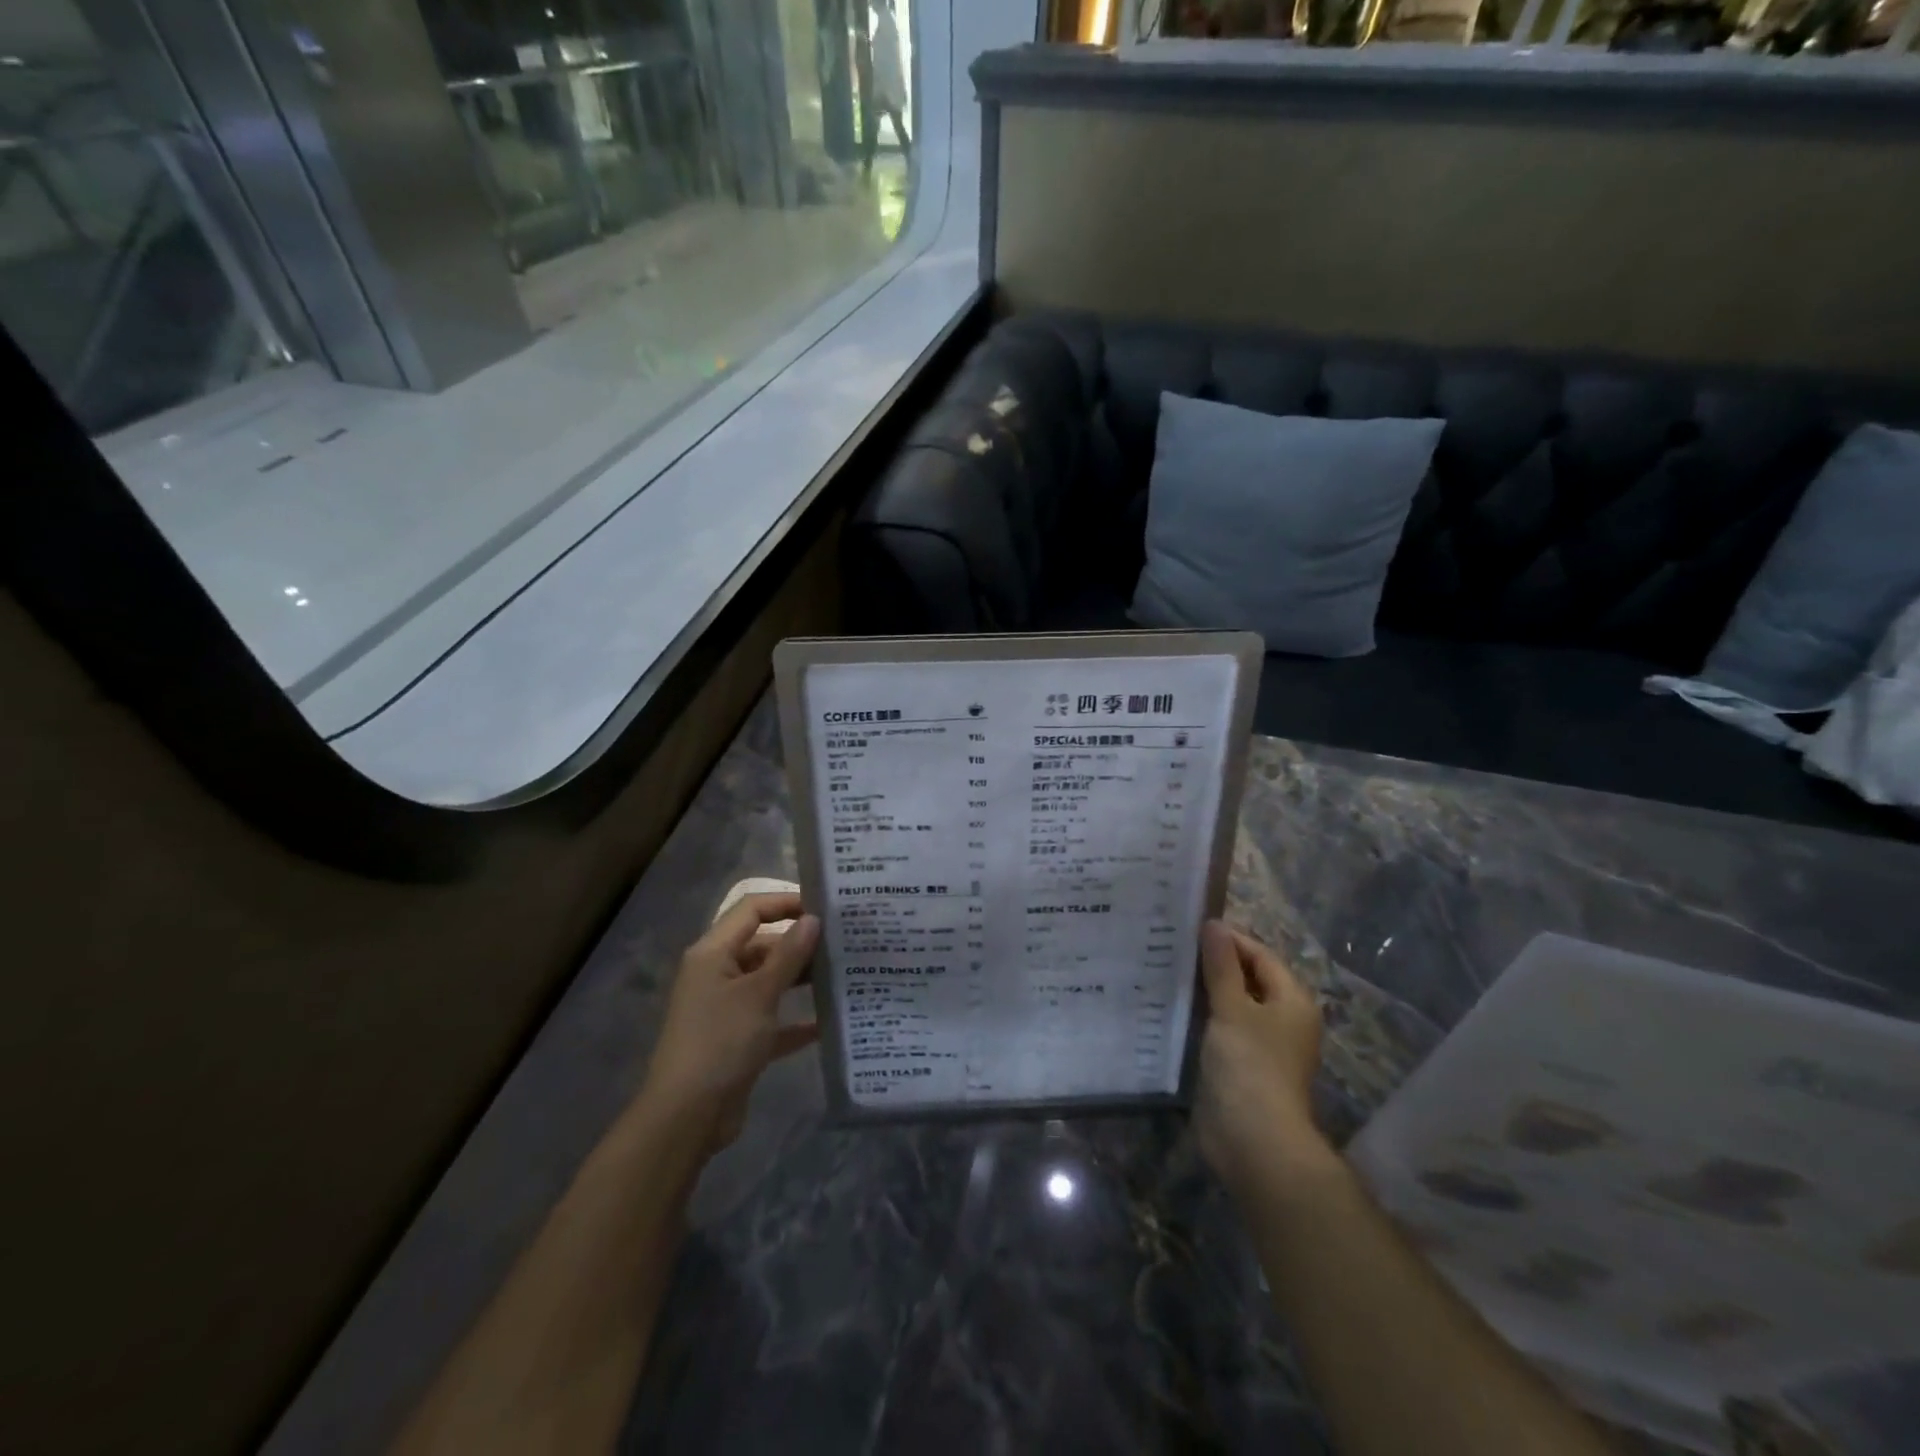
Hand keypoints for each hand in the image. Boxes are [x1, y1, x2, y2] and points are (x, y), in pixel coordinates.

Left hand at [639, 892, 820, 1150]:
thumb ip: (789, 954)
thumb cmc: (720, 1042)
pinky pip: (772, 1020)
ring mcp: (727, 1009)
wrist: (687, 1117)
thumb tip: (813, 918)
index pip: (751, 910)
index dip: (786, 903)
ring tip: (843, 975)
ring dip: (801, 980)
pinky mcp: (737, 1040)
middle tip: (844, 942)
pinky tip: (829, 1022)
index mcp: (713, 953)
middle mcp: (717, 974)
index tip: (825, 908)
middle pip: (762, 945)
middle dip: (800, 943)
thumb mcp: (759, 993)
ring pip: (769, 982)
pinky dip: (796, 1020)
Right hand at [1193, 920, 1332, 1191]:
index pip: (1260, 955)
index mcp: (1292, 1001)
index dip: (1228, 939)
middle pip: (1248, 978)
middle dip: (1214, 963)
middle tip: (1173, 946)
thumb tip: (1213, 925)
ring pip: (1232, 1004)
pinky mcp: (1242, 1066)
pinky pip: (1222, 1029)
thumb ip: (1221, 965)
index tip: (1189, 927)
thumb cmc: (1250, 1065)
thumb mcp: (1233, 1008)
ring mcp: (1263, 1046)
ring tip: (1167, 970)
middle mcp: (1283, 1020)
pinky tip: (1173, 1008)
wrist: (1254, 1142)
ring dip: (1205, 990)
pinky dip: (1202, 1016)